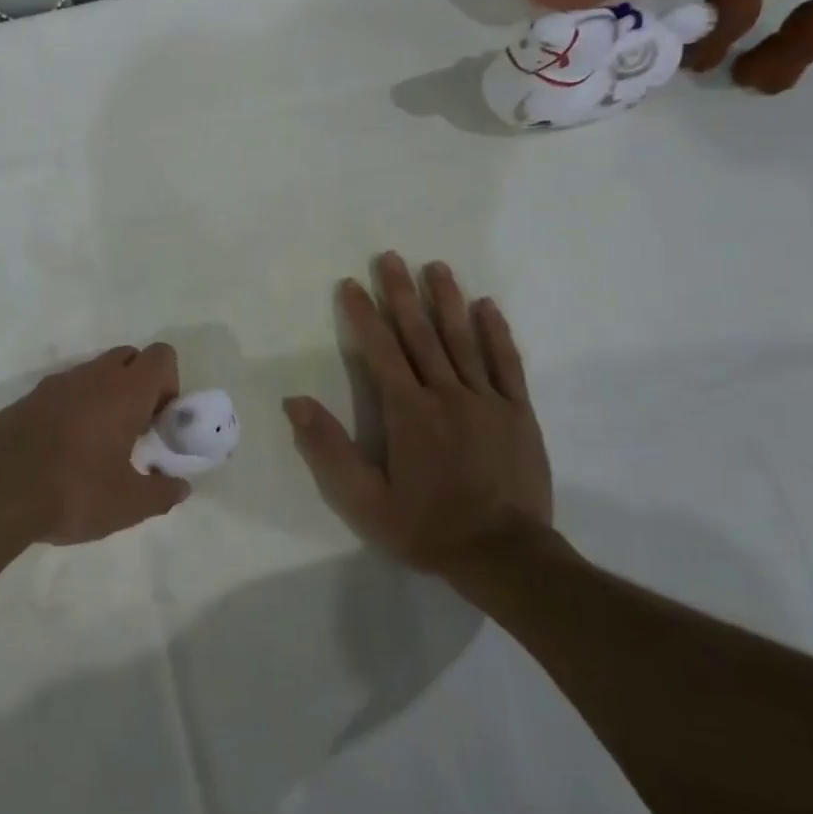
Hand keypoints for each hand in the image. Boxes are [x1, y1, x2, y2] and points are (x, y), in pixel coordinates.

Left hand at [0, 344, 190, 548]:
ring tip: (98, 445)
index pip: (161, 356)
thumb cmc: (72, 492)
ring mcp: (54, 385)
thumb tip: (180, 488)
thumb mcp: (127, 505)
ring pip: (93, 373)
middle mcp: (91, 377)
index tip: (160, 421)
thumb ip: (161, 494)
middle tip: (135, 430)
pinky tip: (64, 451)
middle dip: (139, 385)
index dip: (169, 383)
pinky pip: (63, 391)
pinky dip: (74, 408)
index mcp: (123, 392)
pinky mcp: (26, 400)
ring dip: (105, 396)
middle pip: (128, 357)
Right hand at [284, 253, 551, 574]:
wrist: (504, 555)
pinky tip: (487, 307)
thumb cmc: (426, 527)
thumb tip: (295, 402)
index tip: (351, 284)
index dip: (364, 315)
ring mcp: (487, 400)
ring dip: (447, 300)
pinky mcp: (518, 412)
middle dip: (402, 293)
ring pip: (463, 339)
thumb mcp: (364, 500)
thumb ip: (328, 449)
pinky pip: (506, 363)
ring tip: (436, 267)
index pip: (380, 350)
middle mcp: (446, 394)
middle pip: (420, 333)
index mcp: (408, 411)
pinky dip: (496, 333)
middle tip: (391, 258)